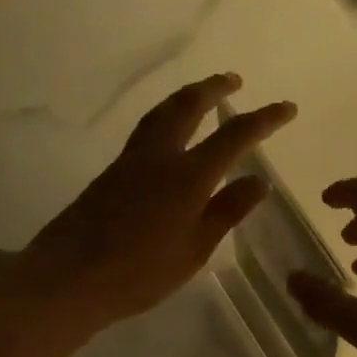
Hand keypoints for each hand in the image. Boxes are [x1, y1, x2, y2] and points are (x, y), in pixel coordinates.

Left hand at [0, 74, 295, 335]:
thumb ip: (227, 211)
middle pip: (188, 107)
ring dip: (186, 96)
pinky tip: (170, 131)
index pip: (234, 136)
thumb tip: (259, 181)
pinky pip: (146, 130)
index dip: (264, 119)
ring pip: (161, 113)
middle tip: (234, 79)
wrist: (69, 277)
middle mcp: (159, 157)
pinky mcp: (112, 173)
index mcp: (187, 176)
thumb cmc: (141, 271)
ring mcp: (131, 161)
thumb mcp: (195, 248)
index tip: (287, 108)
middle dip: (214, 89)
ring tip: (202, 93)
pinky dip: (166, 116)